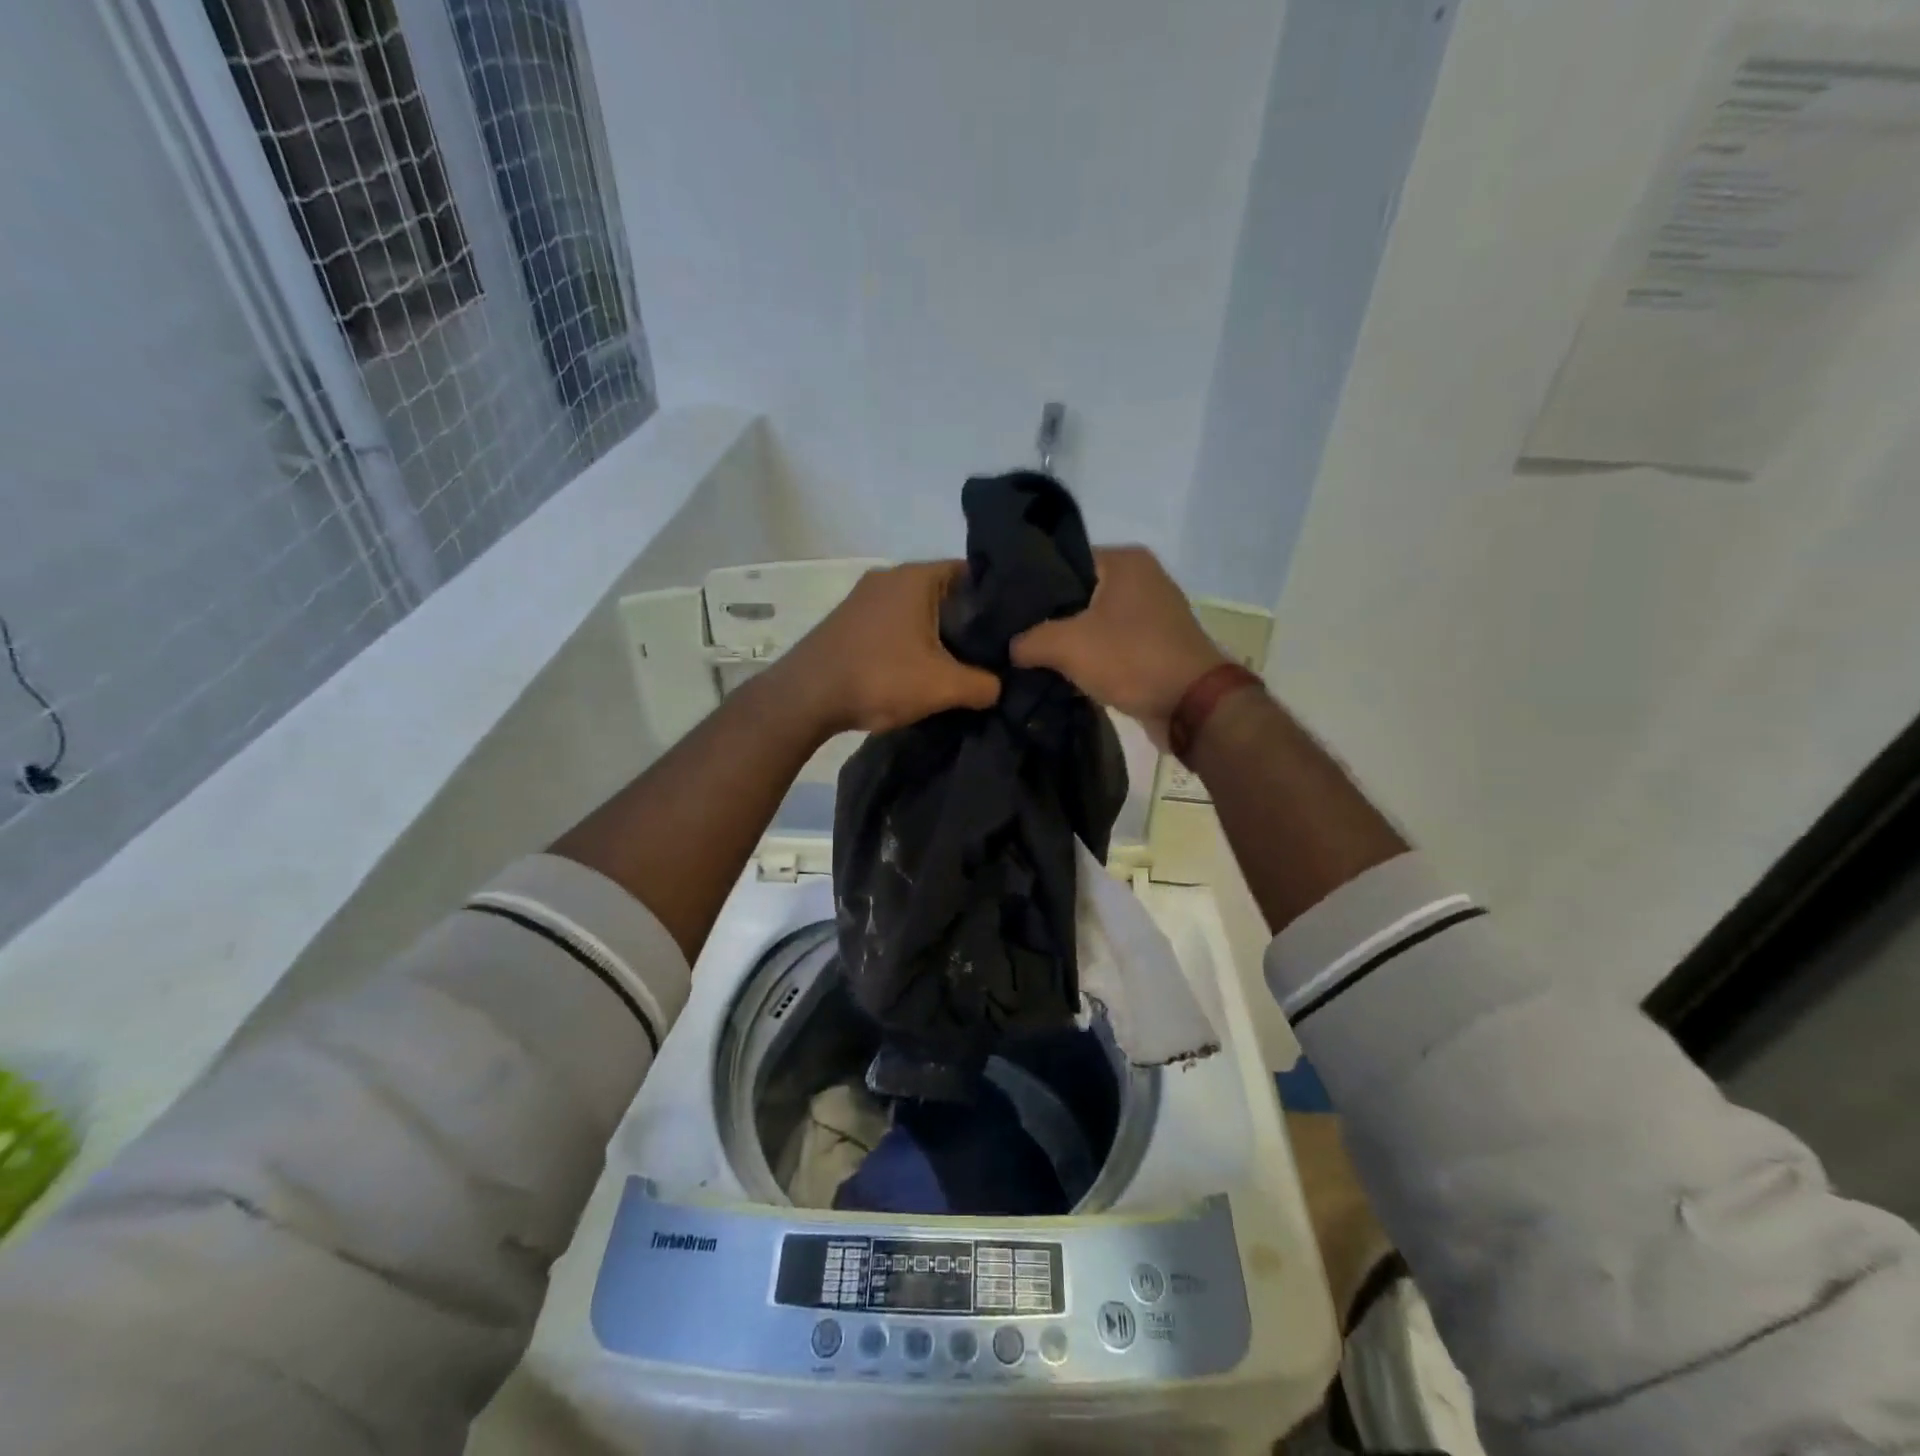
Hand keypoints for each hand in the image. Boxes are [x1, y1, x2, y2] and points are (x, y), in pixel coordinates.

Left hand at [777, 561, 1000, 736]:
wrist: (805, 697)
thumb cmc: (879, 678)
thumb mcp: (943, 686)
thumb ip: (983, 685)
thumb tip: (999, 687)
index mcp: (916, 577)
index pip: (970, 573)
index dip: (995, 599)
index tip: (1011, 628)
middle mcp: (889, 576)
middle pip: (944, 592)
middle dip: (967, 621)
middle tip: (990, 651)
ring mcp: (864, 597)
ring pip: (917, 610)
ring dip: (936, 634)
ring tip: (958, 664)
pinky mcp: (848, 620)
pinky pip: (893, 623)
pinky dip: (910, 641)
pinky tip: (919, 669)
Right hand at [1010, 545, 1226, 748]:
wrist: (1192, 706)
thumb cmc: (1131, 658)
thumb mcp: (1067, 645)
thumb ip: (1028, 640)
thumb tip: (1009, 648)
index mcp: (1124, 561)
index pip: (1062, 560)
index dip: (1030, 585)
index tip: (1003, 609)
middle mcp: (1140, 578)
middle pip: (1076, 593)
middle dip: (1046, 617)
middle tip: (1011, 636)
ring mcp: (1150, 613)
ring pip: (1091, 622)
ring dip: (1066, 641)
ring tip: (1028, 656)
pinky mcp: (1152, 645)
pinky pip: (1108, 644)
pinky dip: (1088, 658)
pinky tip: (1059, 673)